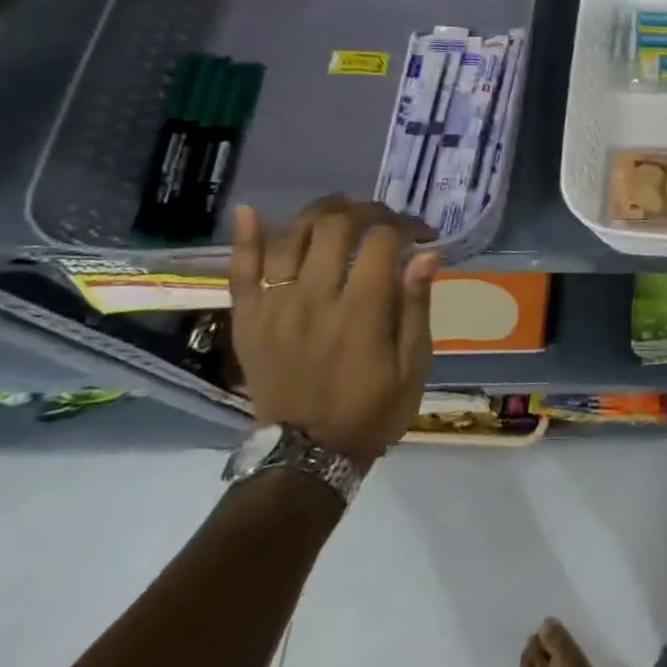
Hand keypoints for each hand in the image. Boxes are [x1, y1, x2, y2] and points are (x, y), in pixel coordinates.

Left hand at [228, 196, 438, 465]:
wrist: (305, 456)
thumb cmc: (372, 410)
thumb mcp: (413, 364)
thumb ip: (416, 306)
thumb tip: (427, 253)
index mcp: (361, 311)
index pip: (383, 242)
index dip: (407, 226)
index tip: (422, 236)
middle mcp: (314, 299)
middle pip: (335, 226)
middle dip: (367, 211)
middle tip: (385, 221)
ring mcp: (275, 307)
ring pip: (290, 237)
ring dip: (319, 213)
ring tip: (342, 212)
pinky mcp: (248, 320)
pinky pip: (239, 271)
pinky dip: (243, 238)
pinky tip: (250, 211)